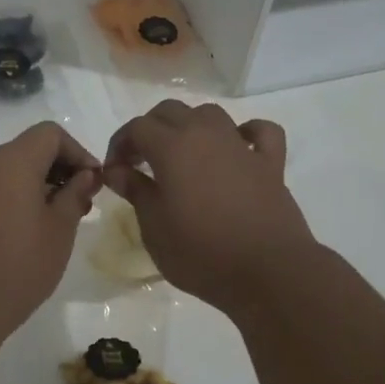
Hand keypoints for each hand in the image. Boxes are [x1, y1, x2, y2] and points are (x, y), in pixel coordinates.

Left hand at [0, 122, 101, 343]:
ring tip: (56, 220)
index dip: (79, 152)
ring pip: (9, 168)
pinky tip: (26, 230)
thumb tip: (85, 176)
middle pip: (29, 148)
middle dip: (59, 168)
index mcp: (11, 162)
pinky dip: (14, 196)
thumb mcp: (59, 231)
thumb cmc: (16, 268)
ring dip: (37, 184)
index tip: (94, 183)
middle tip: (80, 203)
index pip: (51, 134)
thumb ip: (75, 195)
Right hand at [103, 101, 312, 312]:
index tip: (114, 170)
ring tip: (183, 154)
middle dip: (150, 129)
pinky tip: (237, 148)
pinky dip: (246, 133)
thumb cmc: (201, 253)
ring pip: (211, 114)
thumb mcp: (154, 228)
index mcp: (172, 147)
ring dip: (191, 126)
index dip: (120, 143)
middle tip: (141, 161)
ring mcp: (241, 146)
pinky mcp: (270, 163)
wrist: (267, 272)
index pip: (137, 127)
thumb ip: (135, 191)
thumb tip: (116, 170)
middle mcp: (206, 134)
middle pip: (171, 111)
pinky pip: (260, 132)